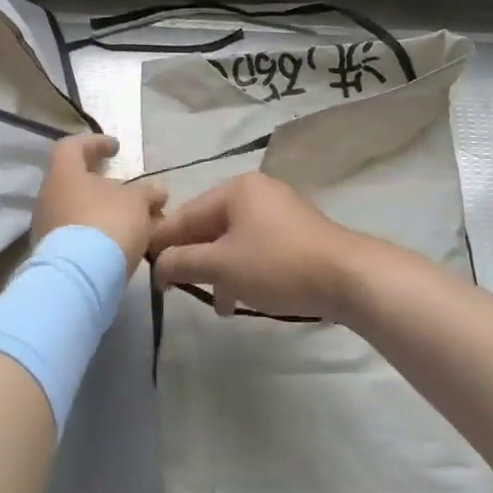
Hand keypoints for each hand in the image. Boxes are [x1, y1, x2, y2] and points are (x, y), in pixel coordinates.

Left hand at [32, 134, 166, 272]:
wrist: (79, 279)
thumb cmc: (107, 224)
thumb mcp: (138, 202)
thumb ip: (148, 192)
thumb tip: (156, 189)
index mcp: (64, 173)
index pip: (73, 146)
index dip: (95, 143)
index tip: (116, 148)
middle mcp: (48, 196)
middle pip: (76, 181)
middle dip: (104, 185)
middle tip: (130, 192)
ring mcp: (46, 227)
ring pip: (78, 210)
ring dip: (104, 212)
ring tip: (133, 223)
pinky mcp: (52, 255)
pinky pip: (76, 235)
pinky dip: (97, 234)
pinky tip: (120, 244)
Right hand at [147, 173, 368, 320]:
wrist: (348, 277)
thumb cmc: (277, 265)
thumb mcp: (222, 266)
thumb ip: (182, 262)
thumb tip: (158, 265)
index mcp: (235, 189)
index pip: (185, 214)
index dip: (162, 242)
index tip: (145, 269)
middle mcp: (256, 192)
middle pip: (209, 225)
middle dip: (193, 259)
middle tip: (176, 288)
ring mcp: (278, 211)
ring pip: (232, 240)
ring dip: (218, 270)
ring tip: (215, 303)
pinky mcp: (295, 233)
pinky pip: (254, 247)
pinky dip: (242, 269)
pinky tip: (238, 298)